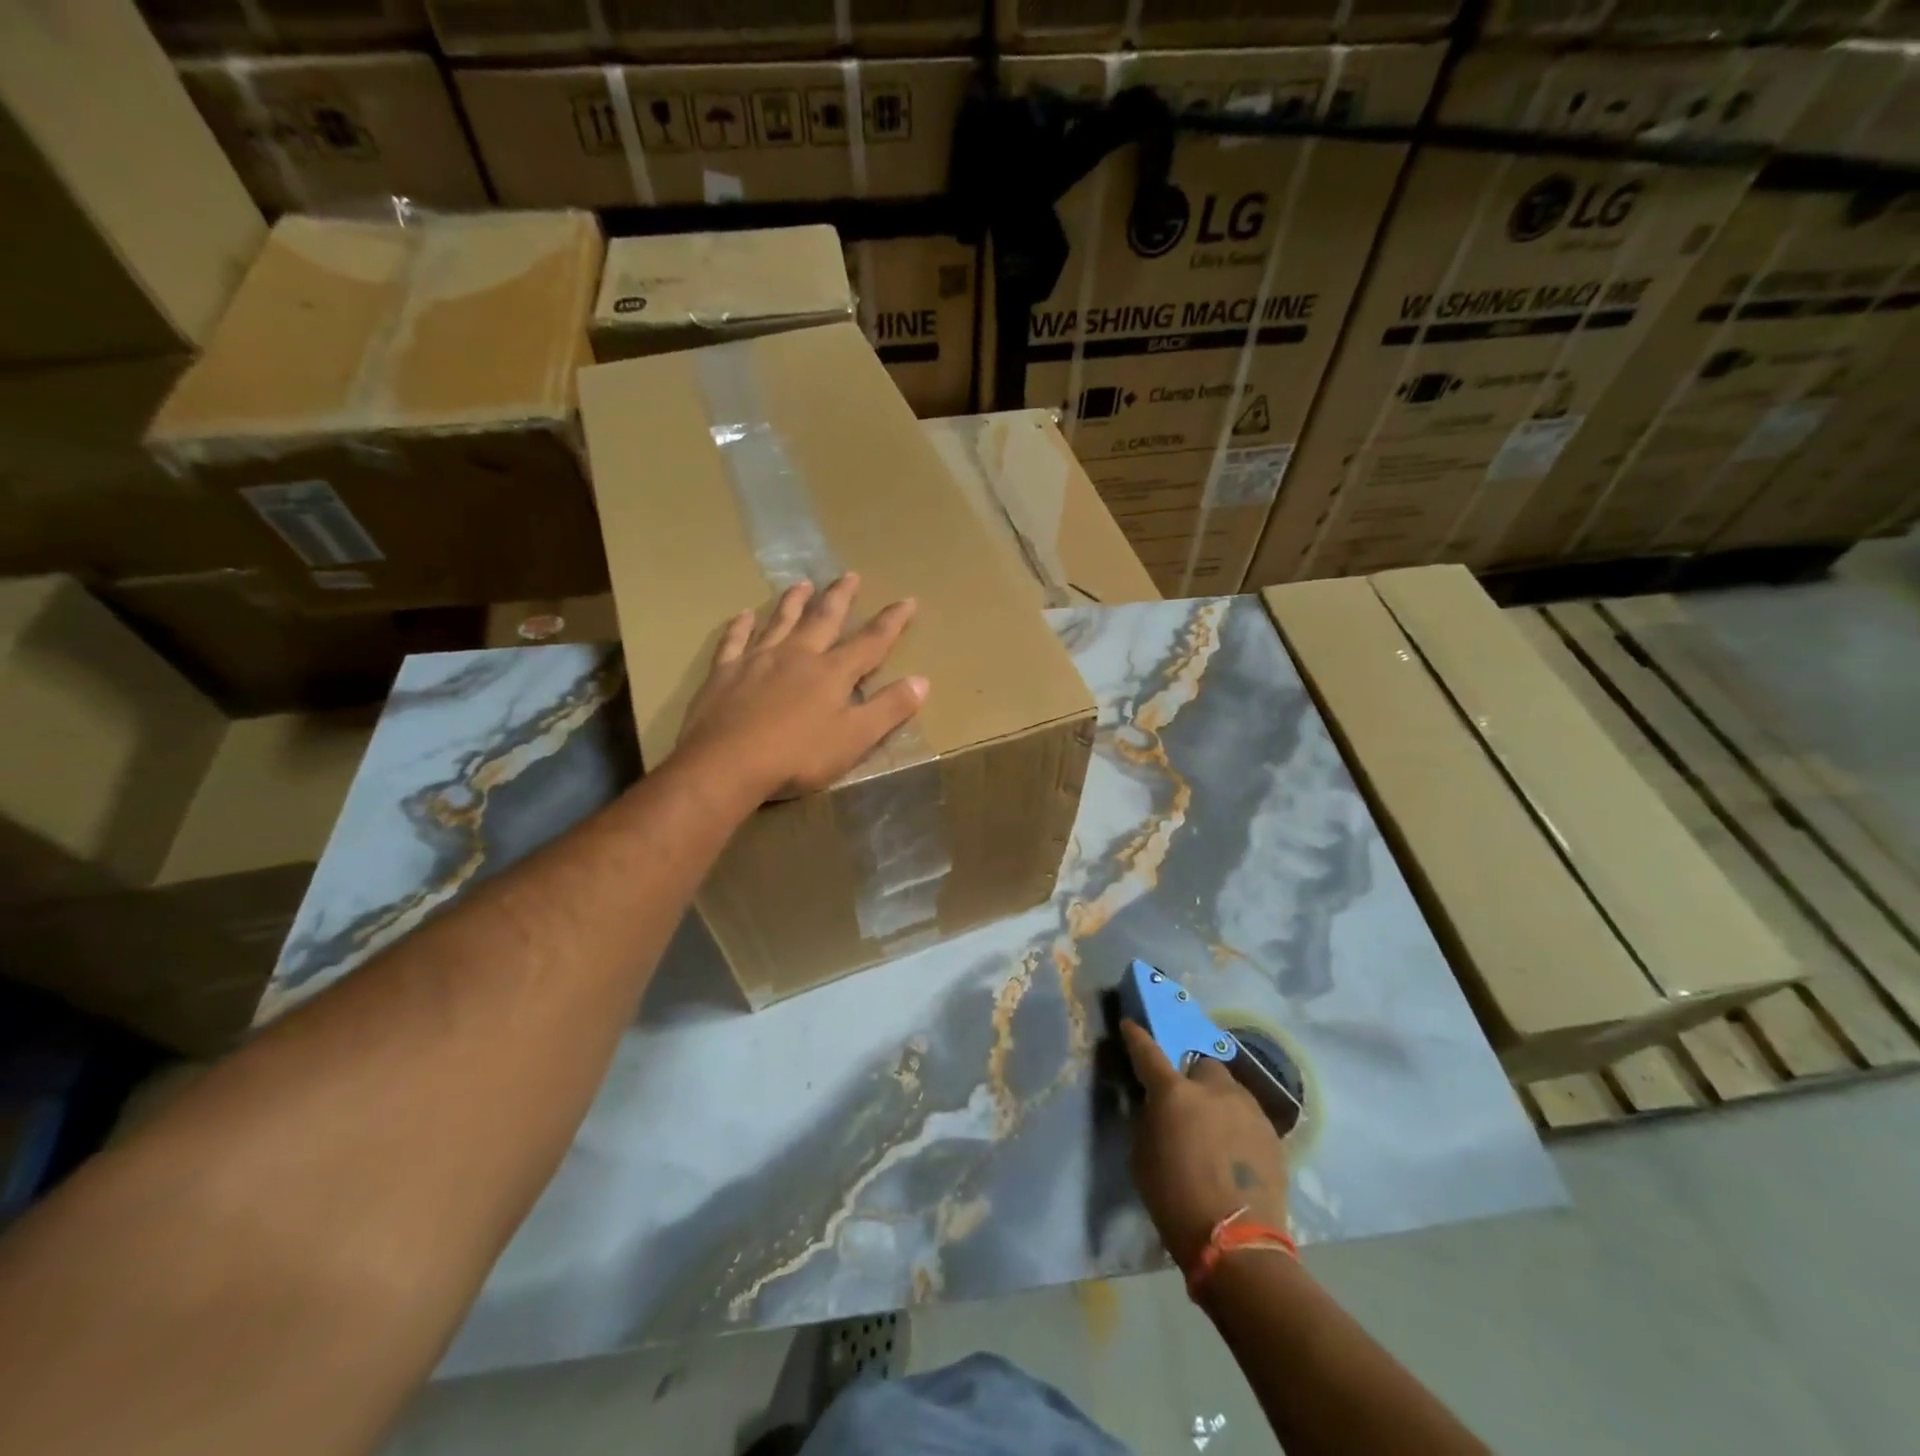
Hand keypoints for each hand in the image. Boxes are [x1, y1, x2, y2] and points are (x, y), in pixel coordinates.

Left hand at [673, 573, 928, 802]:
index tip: (908, 600)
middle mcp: (797, 656)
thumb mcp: (855, 739)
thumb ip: (889, 709)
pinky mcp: (725, 673)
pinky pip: (735, 641)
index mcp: (832, 673)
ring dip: (793, 602)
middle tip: (850, 574)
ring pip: (780, 622)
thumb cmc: (797, 756)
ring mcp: (757, 660)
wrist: (726, 764)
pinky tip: (744, 615)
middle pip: (823, 619)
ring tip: (802, 583)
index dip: (892, 622)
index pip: (870, 642)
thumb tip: (922, 680)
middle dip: (840, 597)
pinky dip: (740, 626)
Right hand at [1121, 1021, 1289, 1268]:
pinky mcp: (1271, 1133)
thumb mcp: (1143, 1156)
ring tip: (1216, 1131)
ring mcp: (1247, 1109)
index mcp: (1174, 1093)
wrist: (1236, 1243)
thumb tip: (1159, 1107)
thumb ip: (1151, 1120)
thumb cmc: (1174, 1200)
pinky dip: (1237, 1125)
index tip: (1131, 1025)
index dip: (1137, 1037)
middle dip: (1194, 1076)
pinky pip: (1248, 1116)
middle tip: (1189, 1102)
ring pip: (1230, 1089)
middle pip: (1203, 1064)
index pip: (1149, 1053)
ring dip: (1218, 1100)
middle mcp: (1213, 1090)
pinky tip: (1235, 1152)